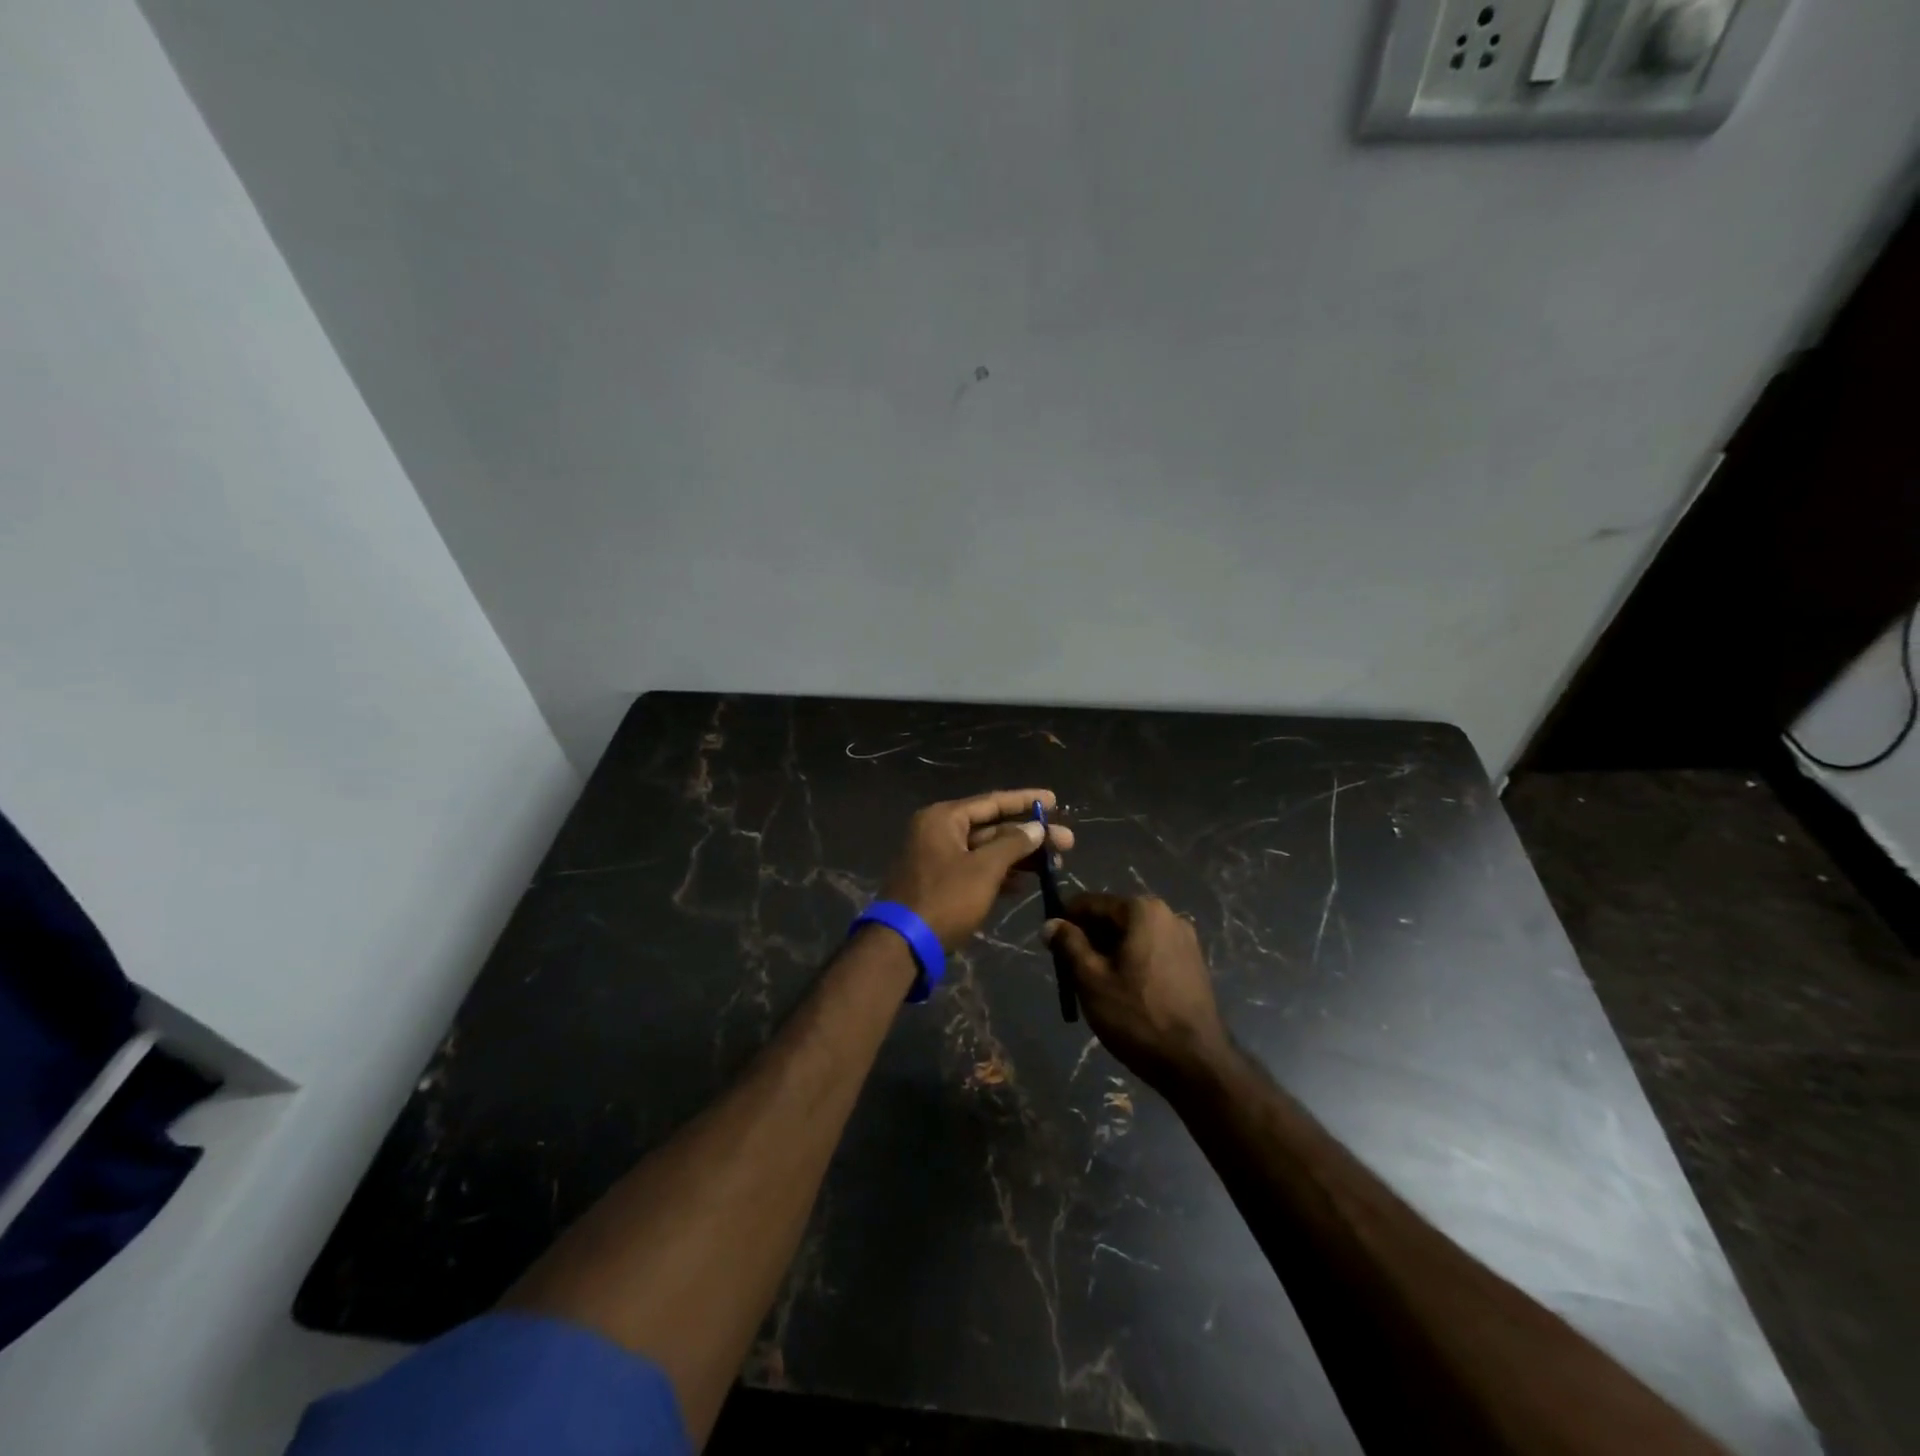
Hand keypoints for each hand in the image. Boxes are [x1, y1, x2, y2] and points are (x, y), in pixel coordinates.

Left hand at [881, 789, 1073, 949]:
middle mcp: (939, 831)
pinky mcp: (942, 883)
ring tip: (1055, 863)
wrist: (904, 943)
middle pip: (992, 827)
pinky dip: (1001, 874)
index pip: (992, 802)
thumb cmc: (945, 898)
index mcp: (944, 818)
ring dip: (1019, 856)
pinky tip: (1026, 883)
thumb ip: (1013, 844)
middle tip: (1066, 842)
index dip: (1025, 801)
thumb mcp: (984, 869)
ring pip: (987, 850)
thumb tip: (1036, 827)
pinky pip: (977, 869)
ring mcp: (939, 858)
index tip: (1054, 801)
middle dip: (1029, 835)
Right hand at [1044, 894, 1231, 1088]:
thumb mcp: (1091, 980)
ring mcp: (1186, 940)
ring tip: (1095, 985)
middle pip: (1114, 918)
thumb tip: (1050, 924)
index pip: (1091, 903)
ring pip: (1133, 937)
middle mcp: (1168, 915)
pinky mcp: (1194, 964)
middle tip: (1071, 970)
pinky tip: (1124, 992)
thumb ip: (1068, 945)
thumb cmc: (1137, 1017)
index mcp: (1142, 911)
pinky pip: (1152, 952)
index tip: (1050, 944)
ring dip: (1110, 953)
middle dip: (1089, 939)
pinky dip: (1132, 963)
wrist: (1197, 1064)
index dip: (1066, 921)